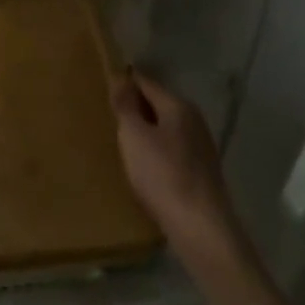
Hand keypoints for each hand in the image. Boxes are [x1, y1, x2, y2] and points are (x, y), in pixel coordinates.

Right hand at [112, 71, 234, 267]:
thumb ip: (126, 104)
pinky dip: (156, 151)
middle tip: (107, 115)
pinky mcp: (202, 172)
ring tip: (120, 140)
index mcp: (178, 106)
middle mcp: (194, 120)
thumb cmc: (163, 175)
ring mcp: (201, 147)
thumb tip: (121, 76)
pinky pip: (172, 150)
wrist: (200, 228)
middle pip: (158, 104)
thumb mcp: (134, 135)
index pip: (146, 82)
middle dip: (135, 107)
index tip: (102, 86)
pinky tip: (142, 166)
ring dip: (145, 131)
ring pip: (165, 129)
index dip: (124, 81)